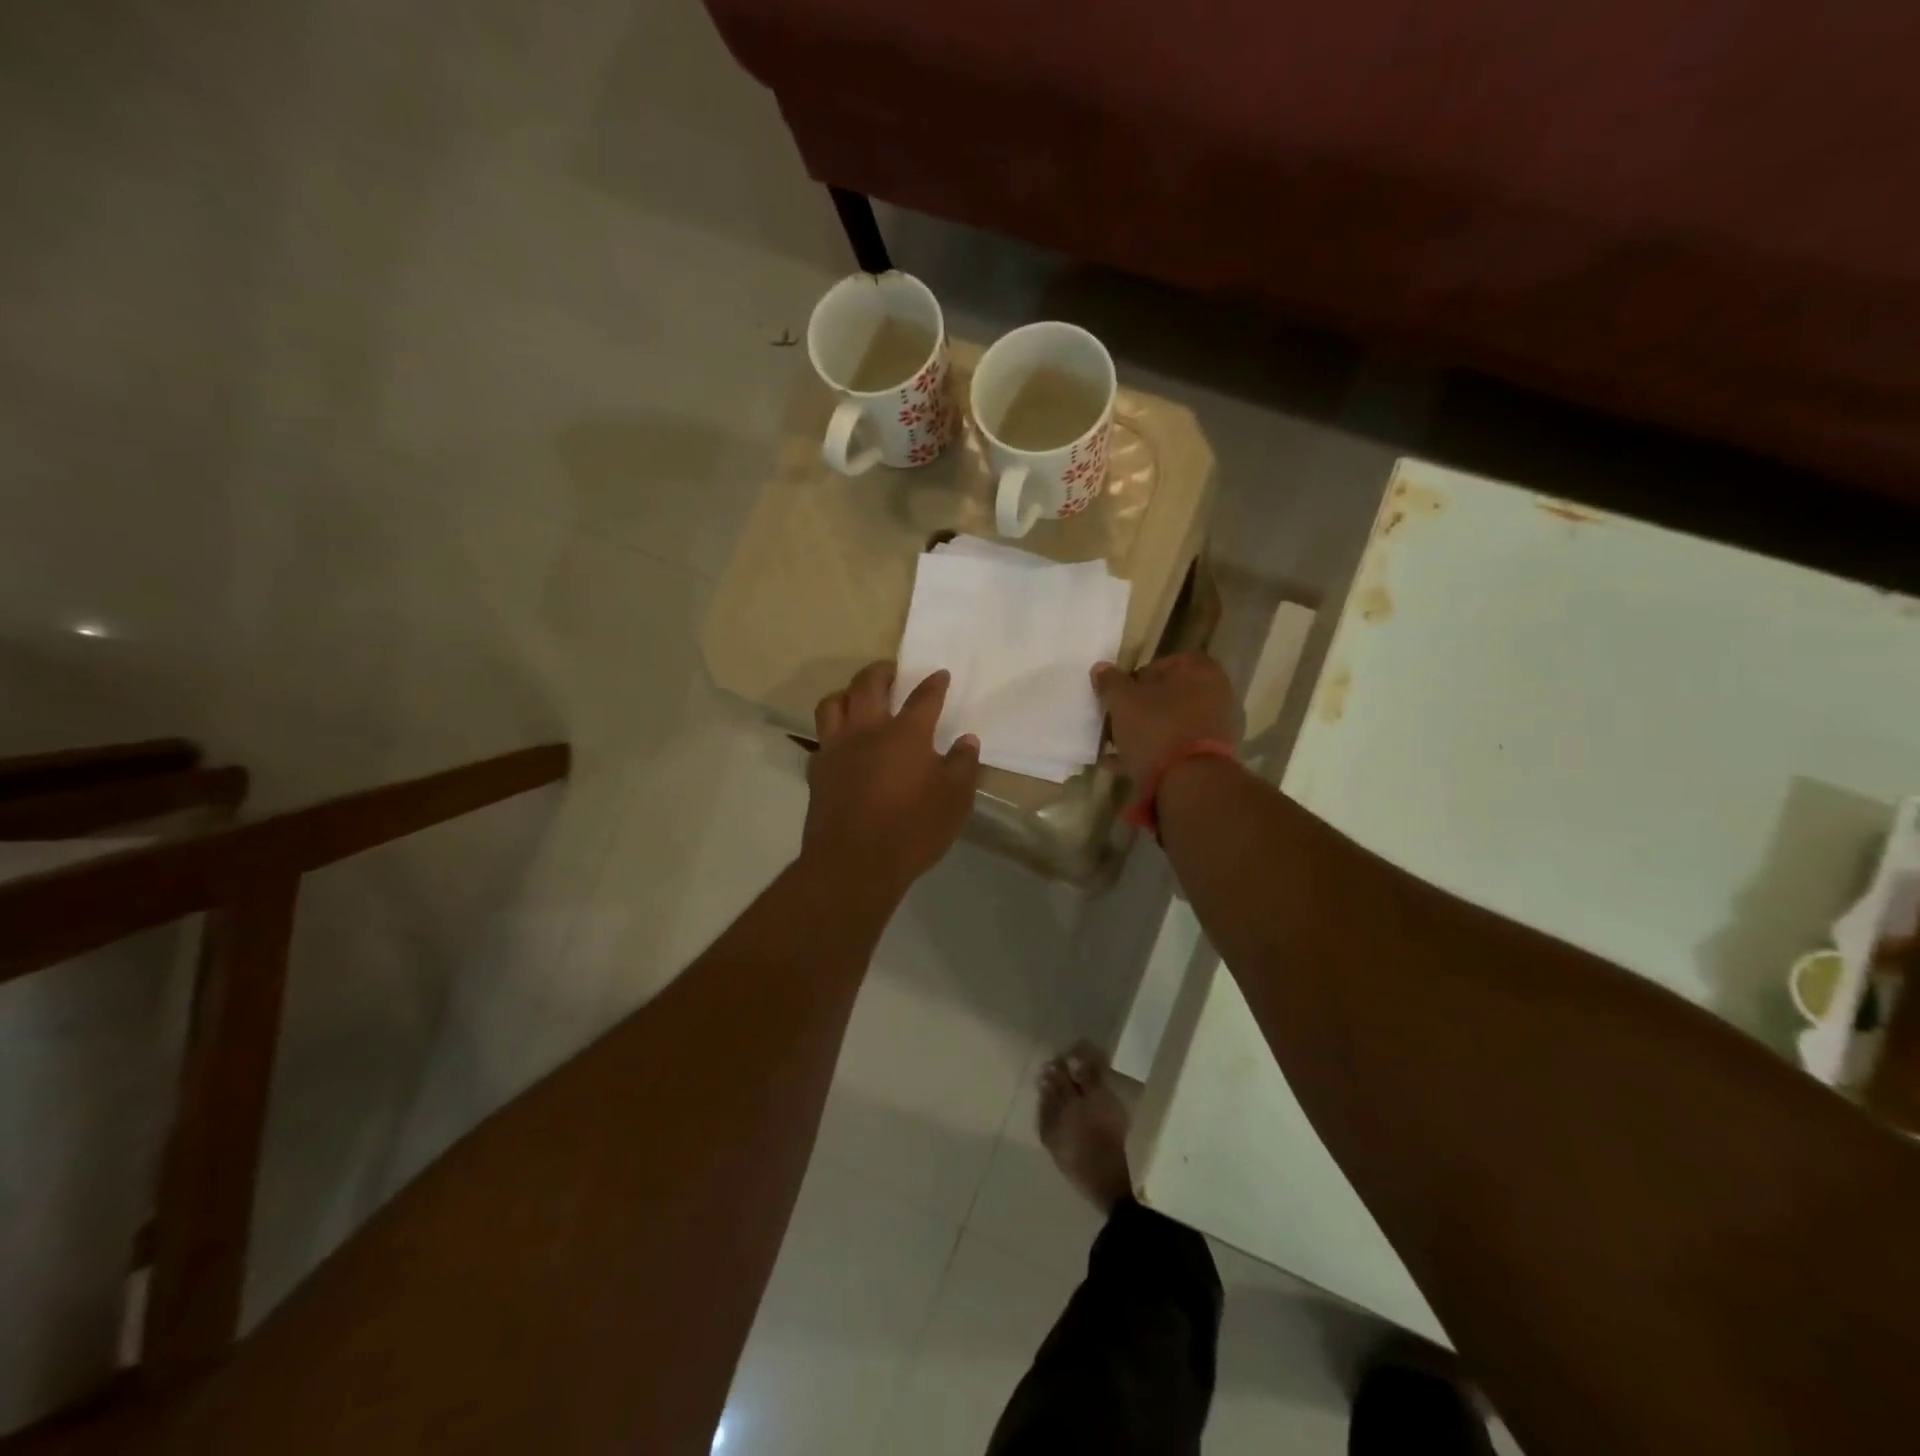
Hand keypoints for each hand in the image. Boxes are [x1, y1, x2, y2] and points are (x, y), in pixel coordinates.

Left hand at [803, 661, 980, 892]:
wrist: (854, 863)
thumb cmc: (912, 830)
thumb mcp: (955, 801)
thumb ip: (963, 766)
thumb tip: (966, 740)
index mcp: (906, 734)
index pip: (923, 697)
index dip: (934, 683)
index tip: (940, 675)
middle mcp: (867, 731)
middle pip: (868, 684)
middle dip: (882, 671)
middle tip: (893, 673)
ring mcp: (837, 749)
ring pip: (834, 703)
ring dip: (848, 693)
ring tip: (859, 698)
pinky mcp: (818, 771)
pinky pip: (822, 738)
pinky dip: (833, 731)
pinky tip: (843, 743)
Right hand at [1092, 653, 1238, 781]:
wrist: (1191, 781)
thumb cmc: (1156, 728)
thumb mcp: (1122, 701)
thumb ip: (1110, 682)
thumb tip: (1101, 668)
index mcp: (1198, 669)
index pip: (1158, 665)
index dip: (1132, 681)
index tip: (1117, 699)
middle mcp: (1215, 692)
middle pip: (1166, 696)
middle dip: (1139, 709)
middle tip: (1115, 723)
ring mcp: (1217, 725)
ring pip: (1171, 723)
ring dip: (1145, 732)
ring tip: (1116, 749)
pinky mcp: (1213, 754)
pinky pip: (1177, 746)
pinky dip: (1155, 752)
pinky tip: (1127, 765)